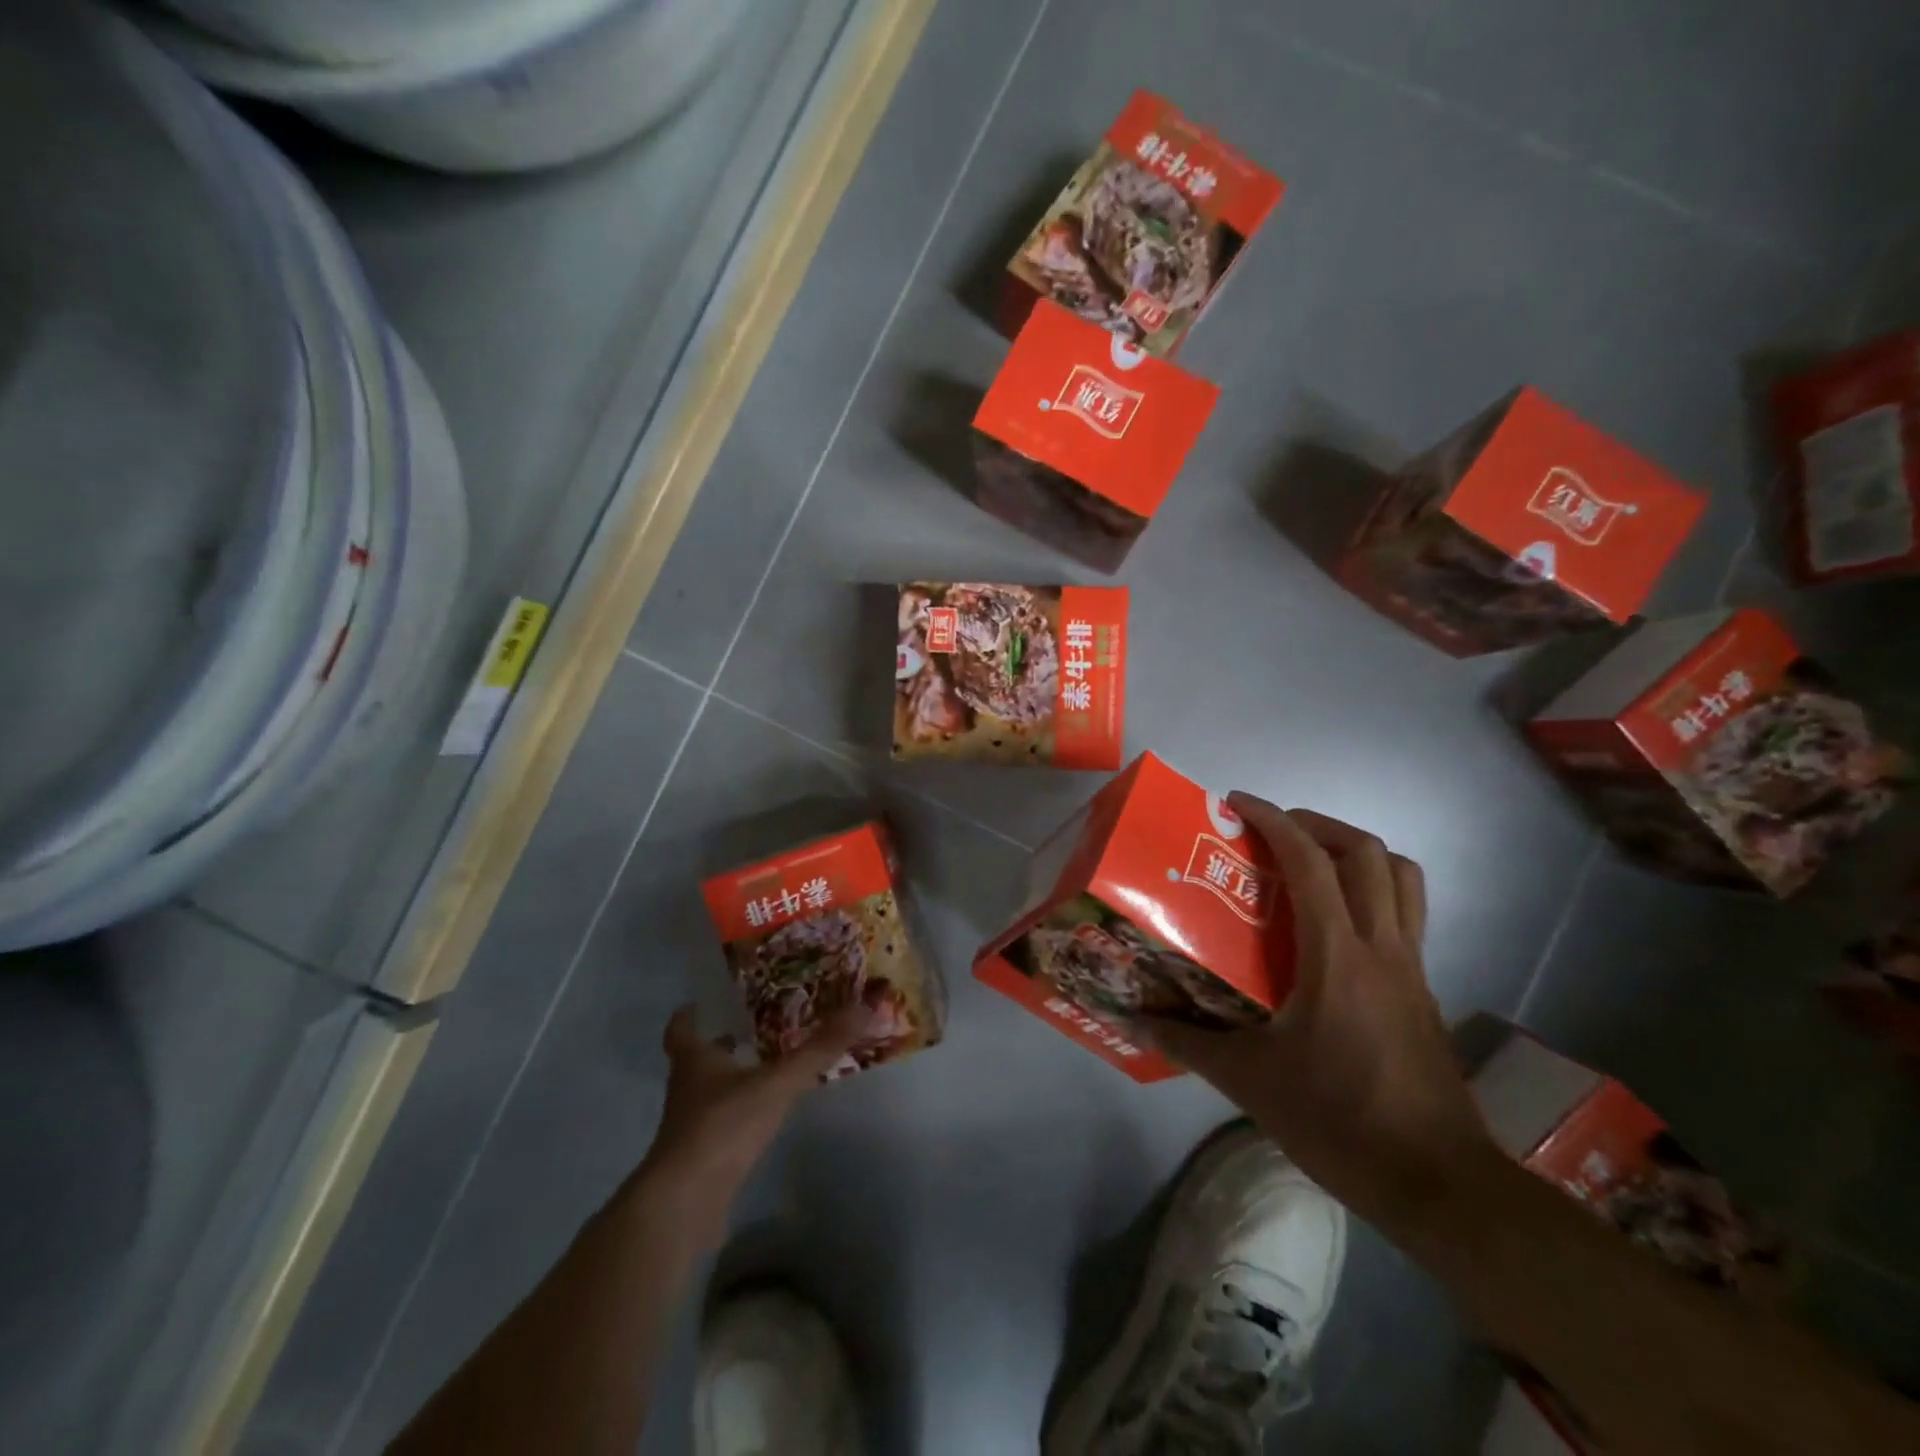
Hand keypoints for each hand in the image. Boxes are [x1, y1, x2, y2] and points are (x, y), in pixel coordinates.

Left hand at [629, 1003, 871, 1238]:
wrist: (685, 1204)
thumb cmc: (723, 1126)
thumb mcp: (777, 1083)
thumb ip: (818, 1050)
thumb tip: (863, 1007)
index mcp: (694, 1062)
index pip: (681, 1030)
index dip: (688, 1016)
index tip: (701, 1003)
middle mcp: (687, 1090)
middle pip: (697, 1060)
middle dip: (719, 1045)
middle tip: (751, 1028)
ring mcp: (690, 1127)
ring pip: (709, 1093)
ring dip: (731, 1080)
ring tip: (765, 1066)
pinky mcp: (700, 1159)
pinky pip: (720, 1126)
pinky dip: (738, 1115)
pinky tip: (763, 1115)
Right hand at [1144, 795, 1494, 1228]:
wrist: (1437, 1184)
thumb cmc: (1339, 1120)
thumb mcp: (1250, 1081)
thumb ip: (1189, 1043)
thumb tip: (1139, 1020)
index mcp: (1338, 955)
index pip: (1310, 862)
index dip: (1275, 820)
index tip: (1239, 804)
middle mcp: (1382, 947)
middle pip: (1367, 853)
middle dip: (1317, 824)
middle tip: (1273, 831)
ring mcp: (1411, 968)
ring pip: (1401, 878)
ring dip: (1356, 853)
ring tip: (1310, 863)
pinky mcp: (1423, 992)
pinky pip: (1405, 915)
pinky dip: (1373, 893)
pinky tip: (1334, 927)